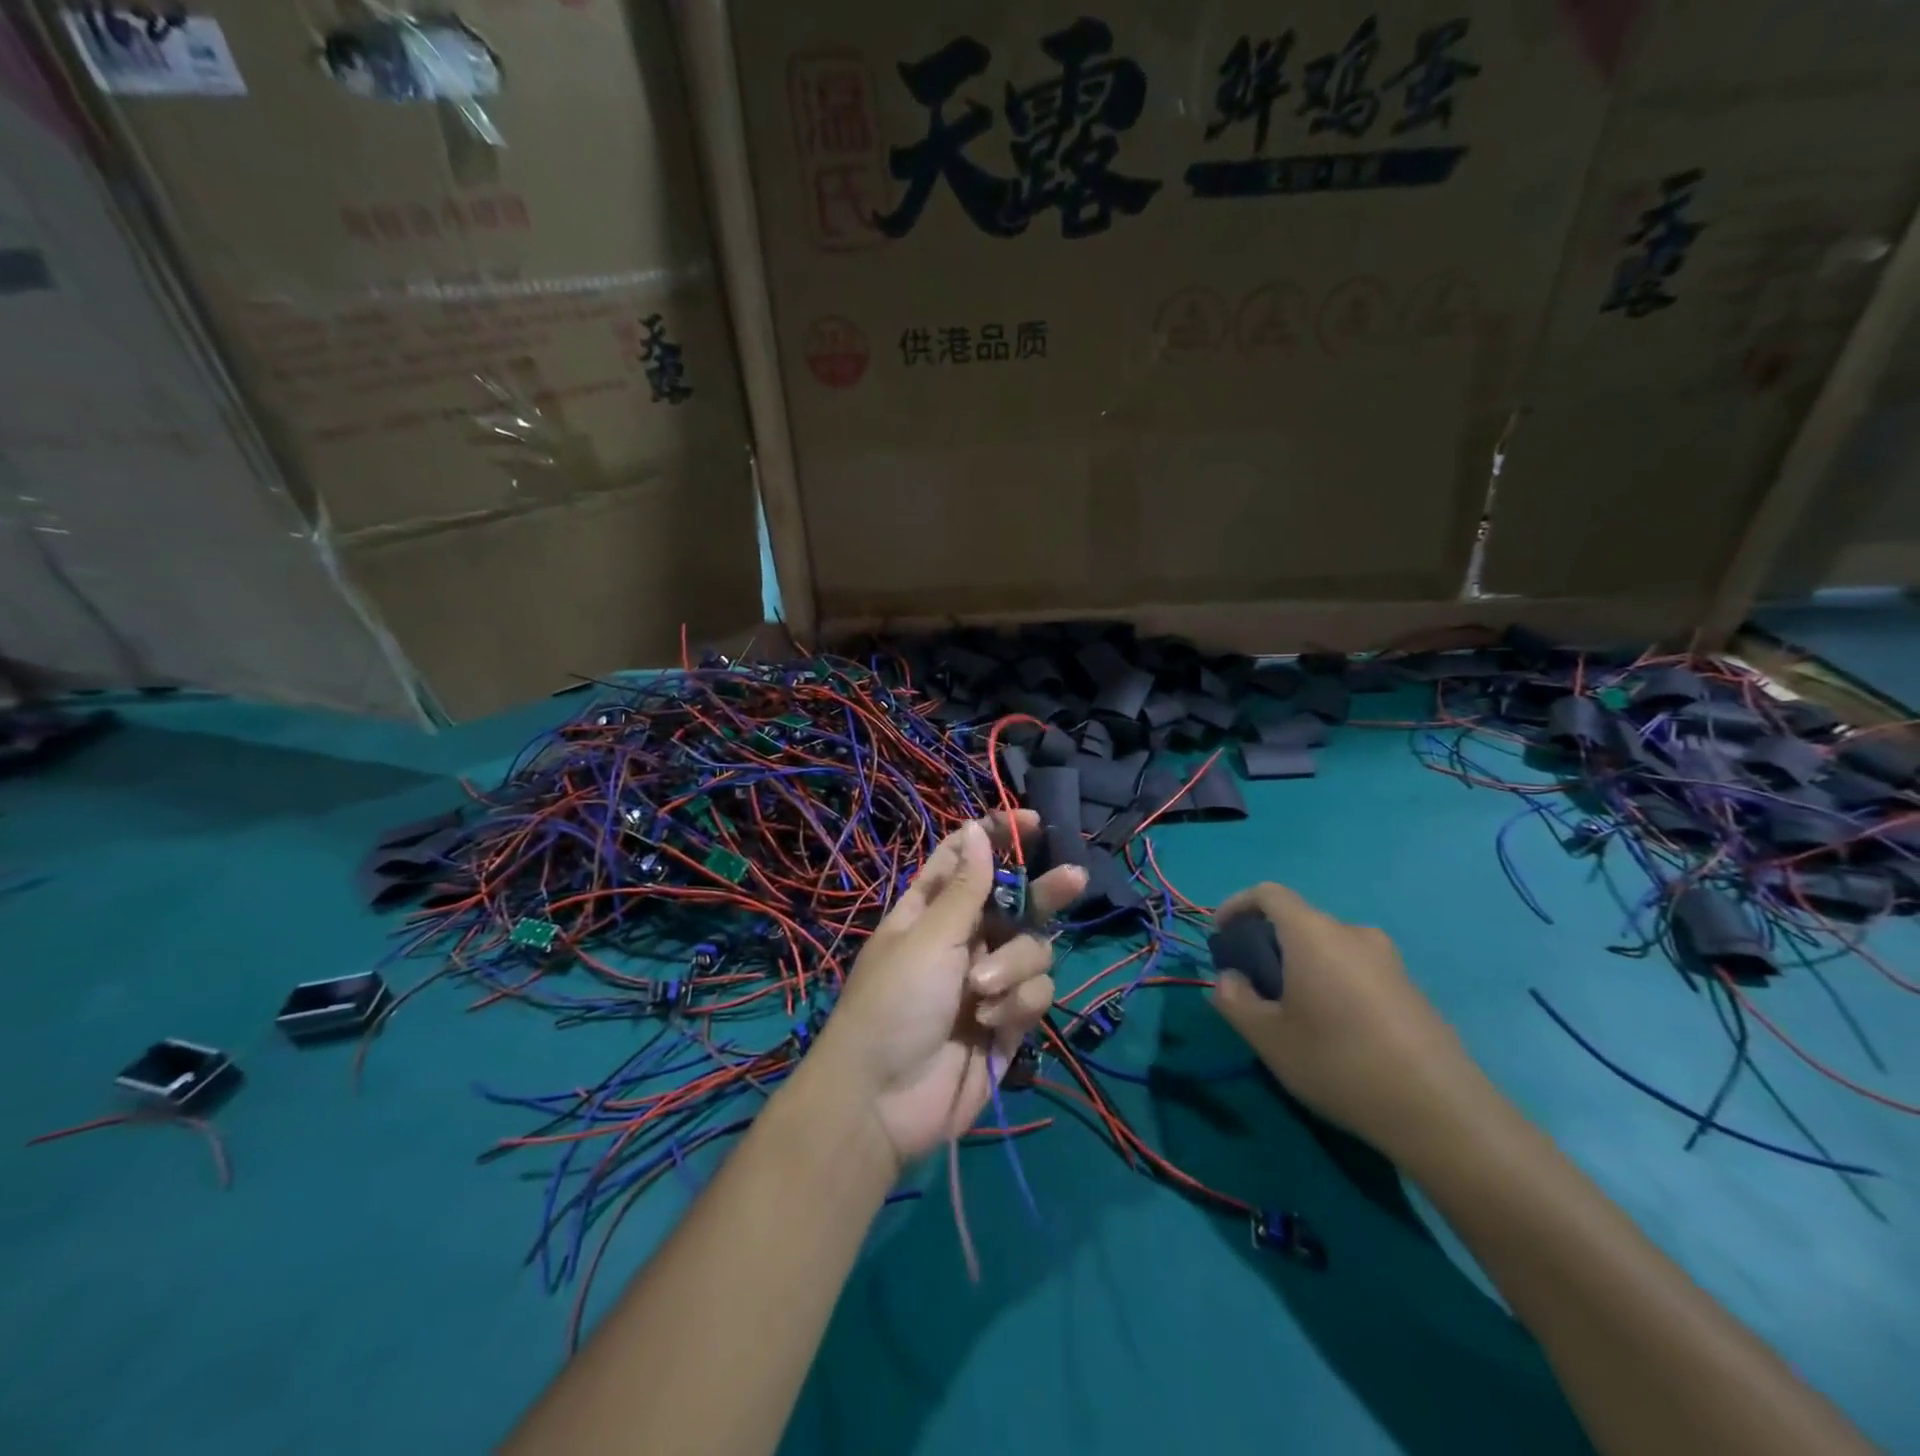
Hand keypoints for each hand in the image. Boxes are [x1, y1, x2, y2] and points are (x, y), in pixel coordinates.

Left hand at [812, 812, 1086, 1166]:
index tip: (1032, 822)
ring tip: (981, 993)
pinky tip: (991, 1024)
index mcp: (932, 910)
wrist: (884, 1101)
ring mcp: (989, 980)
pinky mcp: (1009, 1020)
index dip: (997, 837)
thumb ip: (965, 889)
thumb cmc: (895, 1003)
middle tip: (1074, 878)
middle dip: (1043, 892)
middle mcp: (965, 939)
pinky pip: (1037, 995)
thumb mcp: (929, 938)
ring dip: (1014, 968)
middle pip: (1017, 902)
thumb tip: (975, 829)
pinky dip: (1017, 1006)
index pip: (967, 860)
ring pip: (1034, 951)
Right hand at [1210, 882, 1483, 1157]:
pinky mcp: (1412, 989)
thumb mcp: (1268, 1038)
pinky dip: (1332, 981)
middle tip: (1253, 983)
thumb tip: (1230, 979)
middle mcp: (1353, 934)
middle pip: (1300, 920)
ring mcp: (1389, 960)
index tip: (1221, 934)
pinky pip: (1357, 969)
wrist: (1442, 1112)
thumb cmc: (1339, 1062)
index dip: (1238, 905)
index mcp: (1314, 934)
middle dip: (1268, 942)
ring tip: (1291, 1010)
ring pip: (1329, 947)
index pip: (1269, 894)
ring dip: (1302, 964)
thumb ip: (1234, 1000)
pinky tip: (1334, 1029)